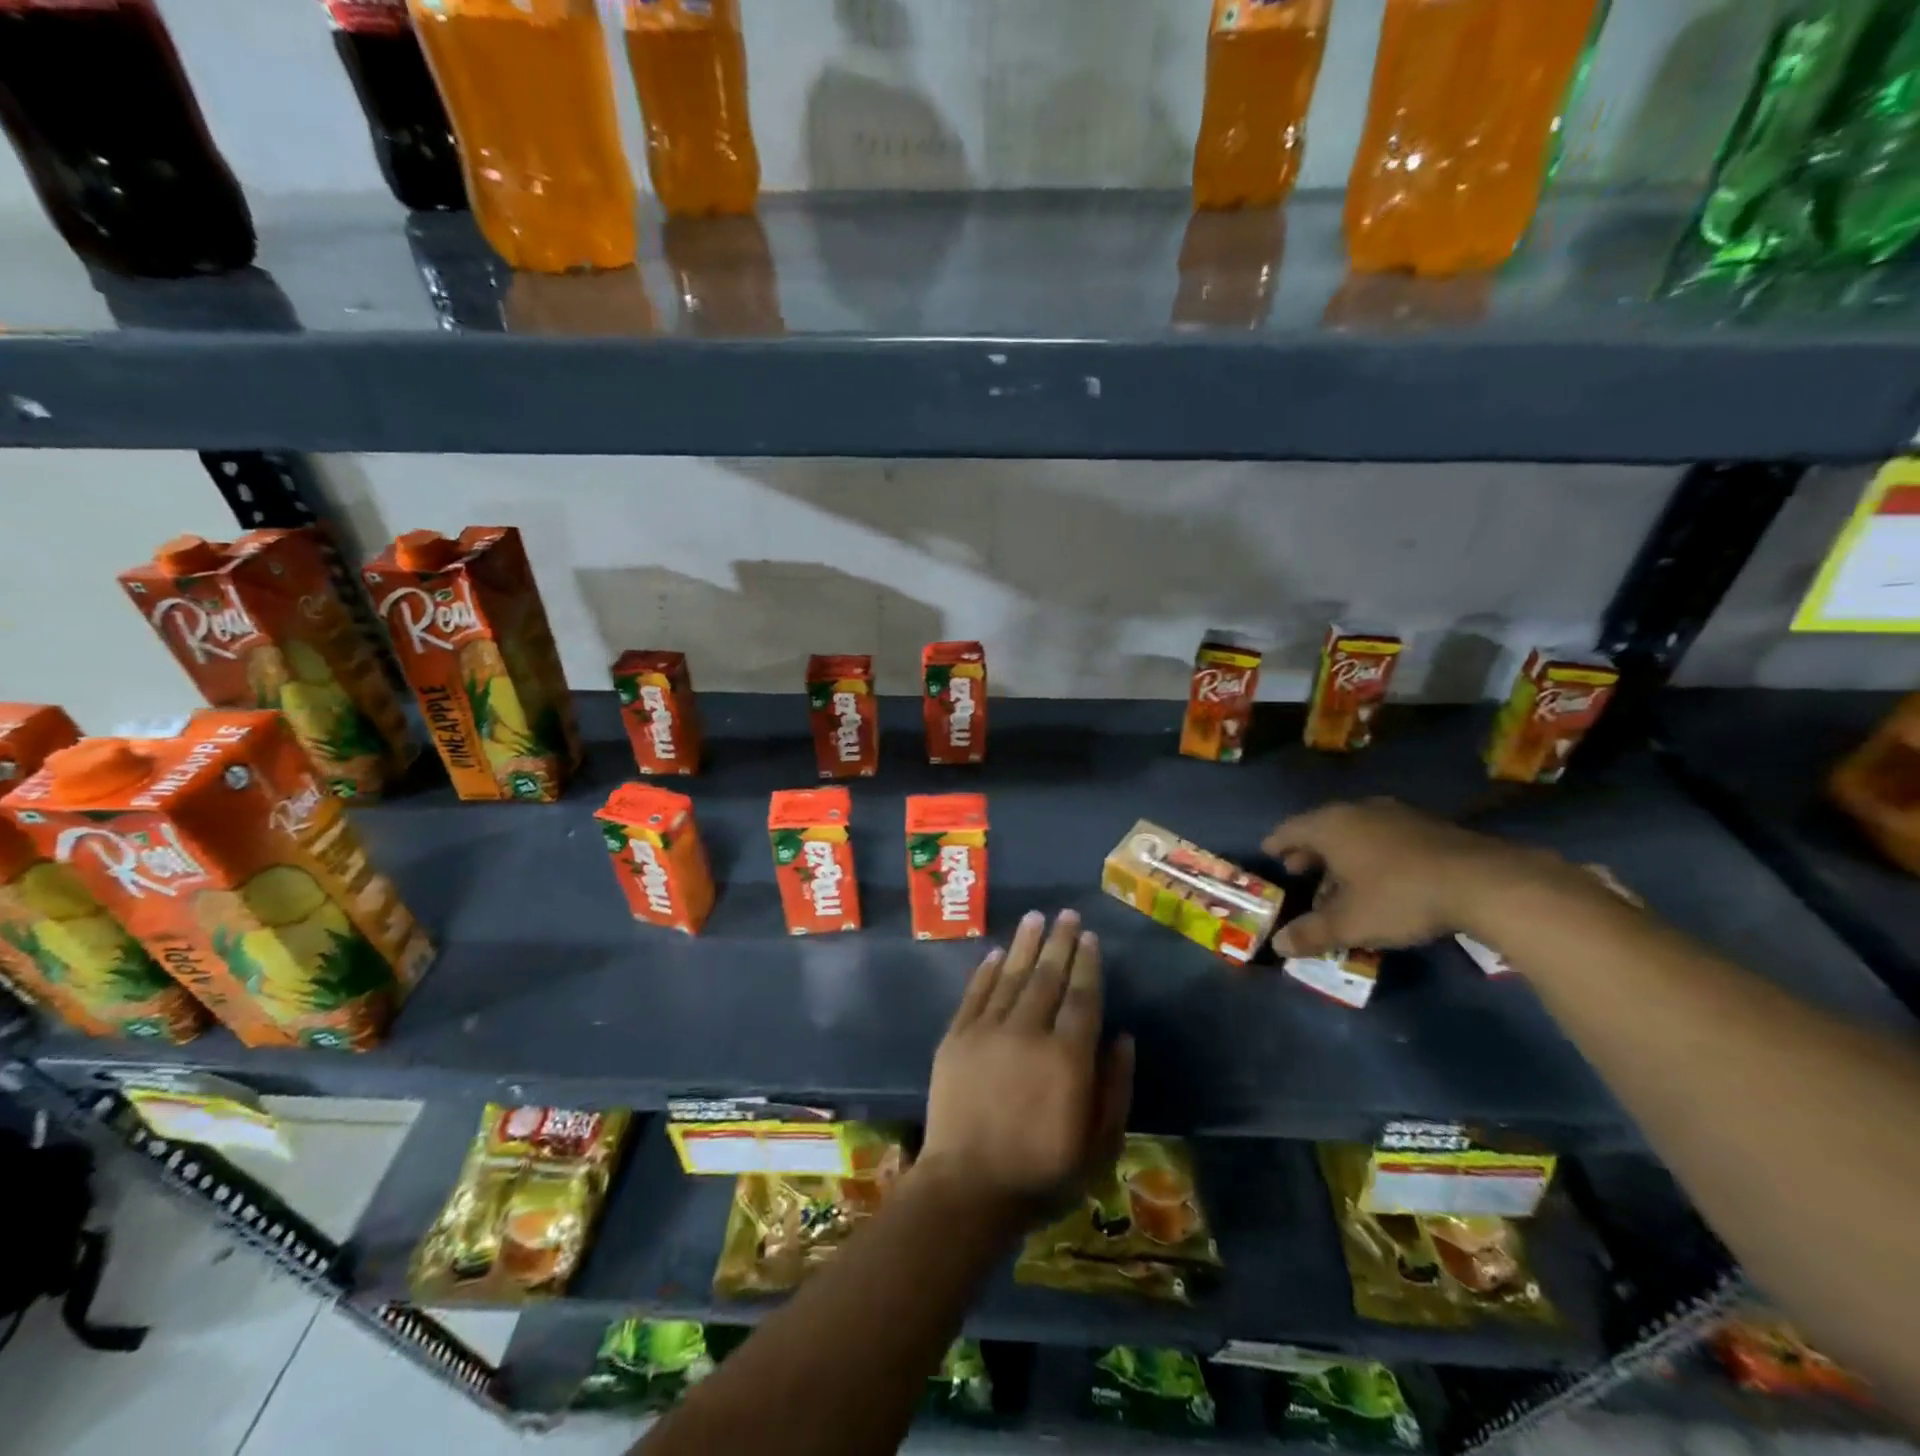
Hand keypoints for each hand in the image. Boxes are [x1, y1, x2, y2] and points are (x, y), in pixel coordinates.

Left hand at [919, 909, 1133, 1218]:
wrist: (967, 1188)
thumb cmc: (1042, 1173)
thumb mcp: (1098, 1145)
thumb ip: (1115, 1087)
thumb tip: (1123, 1036)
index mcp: (1067, 1057)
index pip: (1082, 997)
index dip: (1088, 964)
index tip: (1090, 938)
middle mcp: (1028, 1032)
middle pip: (1047, 977)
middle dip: (1060, 942)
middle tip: (1067, 914)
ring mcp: (987, 1031)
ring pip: (1010, 976)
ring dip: (1025, 944)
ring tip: (1036, 917)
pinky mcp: (956, 1038)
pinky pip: (974, 994)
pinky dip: (986, 971)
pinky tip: (997, 953)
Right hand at [1263, 798, 1567, 956]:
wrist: (1485, 882)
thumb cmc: (1399, 896)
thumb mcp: (1350, 922)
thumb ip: (1311, 933)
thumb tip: (1278, 946)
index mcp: (1330, 826)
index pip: (1290, 829)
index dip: (1276, 844)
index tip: (1268, 855)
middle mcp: (1358, 811)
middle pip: (1323, 829)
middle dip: (1310, 853)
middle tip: (1300, 872)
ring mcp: (1397, 815)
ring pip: (1356, 833)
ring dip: (1343, 857)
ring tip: (1340, 885)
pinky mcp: (1429, 826)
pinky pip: (1384, 837)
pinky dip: (1372, 855)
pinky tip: (1381, 881)